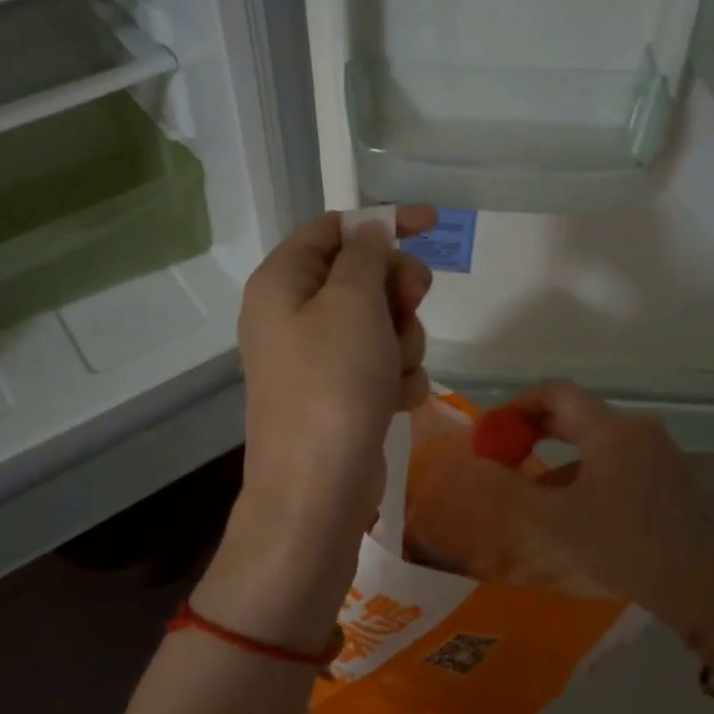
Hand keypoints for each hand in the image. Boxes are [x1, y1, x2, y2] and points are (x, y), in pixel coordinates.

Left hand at [235, 206, 435, 552]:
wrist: (317, 490)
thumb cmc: (333, 384)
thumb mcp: (353, 303)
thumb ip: (366, 257)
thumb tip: (370, 233)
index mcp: (282, 281)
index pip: (334, 228)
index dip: (383, 223)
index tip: (432, 225)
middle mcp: (293, 315)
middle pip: (361, 276)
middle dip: (396, 292)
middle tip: (410, 305)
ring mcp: (316, 358)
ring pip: (379, 322)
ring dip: (401, 340)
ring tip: (393, 371)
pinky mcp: (339, 394)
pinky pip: (380, 365)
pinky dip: (396, 377)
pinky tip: (396, 400)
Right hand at [454, 382, 713, 644]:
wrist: (694, 585)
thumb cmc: (621, 547)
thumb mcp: (554, 522)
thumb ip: (510, 489)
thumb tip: (478, 466)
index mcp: (611, 430)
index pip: (557, 392)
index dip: (519, 404)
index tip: (493, 428)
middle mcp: (636, 428)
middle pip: (577, 411)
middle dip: (535, 426)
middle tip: (503, 448)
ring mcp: (655, 449)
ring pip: (595, 434)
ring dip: (558, 448)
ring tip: (528, 476)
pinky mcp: (665, 472)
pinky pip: (614, 454)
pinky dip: (583, 464)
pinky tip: (567, 497)